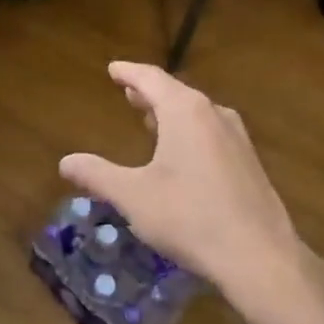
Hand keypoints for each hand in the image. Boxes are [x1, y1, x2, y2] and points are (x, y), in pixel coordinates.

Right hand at [60, 63, 323, 323]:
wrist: (258, 256)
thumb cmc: (189, 217)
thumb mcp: (134, 196)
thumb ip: (98, 175)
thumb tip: (65, 162)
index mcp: (186, 112)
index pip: (152, 78)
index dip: (129, 72)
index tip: (113, 68)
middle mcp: (214, 115)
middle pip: (176, 93)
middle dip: (149, 92)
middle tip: (127, 91)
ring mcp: (237, 138)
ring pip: (196, 113)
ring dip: (170, 112)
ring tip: (148, 117)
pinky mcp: (249, 162)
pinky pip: (211, 132)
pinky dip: (188, 131)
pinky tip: (181, 153)